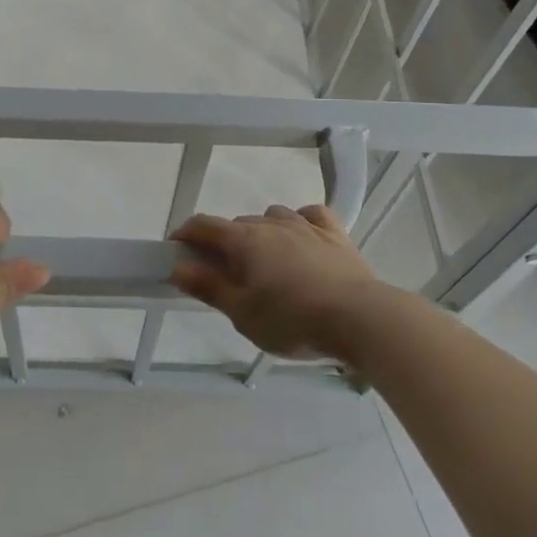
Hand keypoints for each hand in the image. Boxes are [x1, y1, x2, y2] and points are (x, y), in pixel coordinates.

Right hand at [169, 204, 385, 359]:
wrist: (359, 318)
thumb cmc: (293, 320)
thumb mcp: (243, 313)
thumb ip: (210, 287)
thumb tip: (179, 266)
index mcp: (244, 241)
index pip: (204, 225)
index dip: (186, 233)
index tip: (177, 249)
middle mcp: (271, 223)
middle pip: (238, 225)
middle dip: (224, 243)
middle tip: (224, 274)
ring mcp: (305, 225)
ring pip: (273, 216)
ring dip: (261, 232)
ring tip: (265, 262)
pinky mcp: (334, 234)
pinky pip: (311, 216)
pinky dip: (300, 222)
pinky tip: (302, 237)